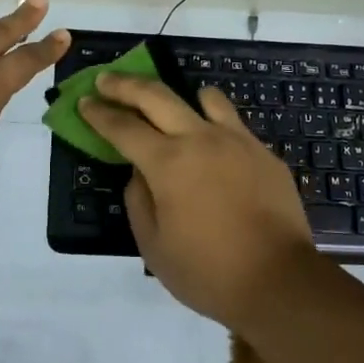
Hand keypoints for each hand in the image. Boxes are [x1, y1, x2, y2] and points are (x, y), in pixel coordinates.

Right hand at [79, 73, 319, 329]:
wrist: (280, 282)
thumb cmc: (208, 272)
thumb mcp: (153, 247)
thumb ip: (138, 201)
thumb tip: (139, 173)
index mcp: (167, 163)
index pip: (123, 127)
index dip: (99, 113)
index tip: (83, 102)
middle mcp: (200, 139)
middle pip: (156, 95)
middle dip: (124, 85)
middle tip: (106, 80)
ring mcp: (236, 141)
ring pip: (204, 97)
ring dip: (179, 96)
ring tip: (169, 105)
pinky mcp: (263, 153)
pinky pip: (233, 124)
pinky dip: (214, 124)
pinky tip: (213, 146)